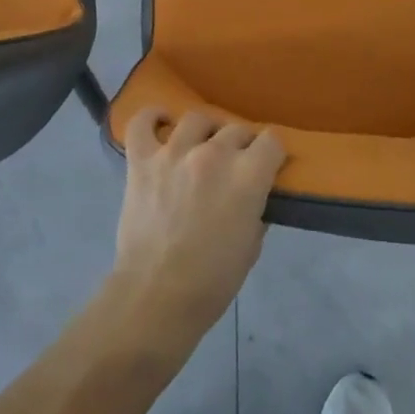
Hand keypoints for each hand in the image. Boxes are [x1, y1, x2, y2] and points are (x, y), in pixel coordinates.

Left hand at [110, 108, 287, 344]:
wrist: (157, 297)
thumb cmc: (212, 281)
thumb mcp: (252, 247)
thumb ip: (255, 209)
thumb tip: (251, 194)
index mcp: (247, 175)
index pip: (271, 141)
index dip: (272, 153)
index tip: (269, 165)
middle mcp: (213, 154)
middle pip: (236, 128)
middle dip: (242, 145)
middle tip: (235, 165)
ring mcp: (174, 153)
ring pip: (197, 119)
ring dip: (205, 132)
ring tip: (202, 146)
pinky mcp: (142, 160)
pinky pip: (142, 123)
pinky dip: (152, 117)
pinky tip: (162, 122)